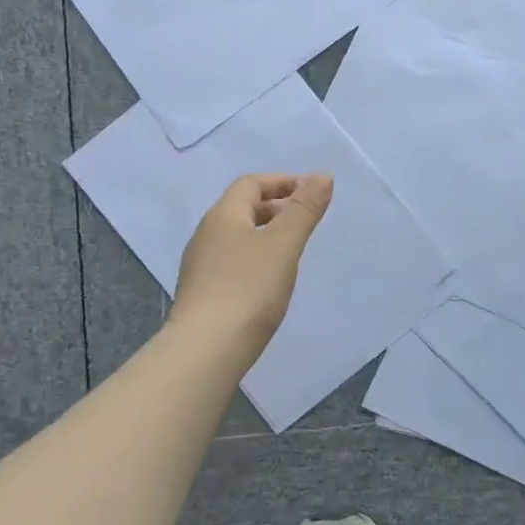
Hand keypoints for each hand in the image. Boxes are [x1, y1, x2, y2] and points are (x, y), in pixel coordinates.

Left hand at [172, 173, 333, 354]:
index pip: (251, 184)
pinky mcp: (203, 293)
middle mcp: (206, 235)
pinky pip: (232, 261)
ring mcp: (201, 266)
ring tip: (293, 249)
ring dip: (266, 233)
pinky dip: (256, 258)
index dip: (283, 182)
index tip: (312, 192)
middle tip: (306, 220)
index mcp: (223, 216)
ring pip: (237, 236)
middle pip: (242, 208)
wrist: (206, 350)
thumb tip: (323, 175)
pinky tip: (270, 280)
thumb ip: (304, 209)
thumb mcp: (283, 244)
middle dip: (276, 207)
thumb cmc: (248, 289)